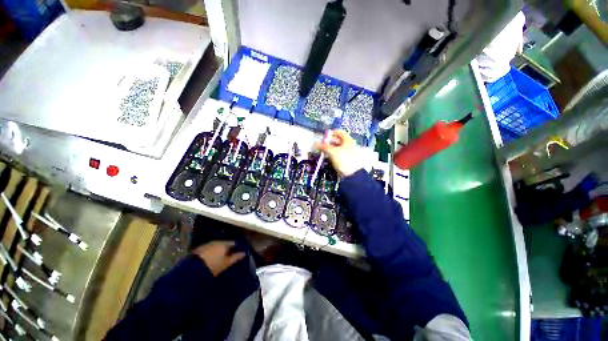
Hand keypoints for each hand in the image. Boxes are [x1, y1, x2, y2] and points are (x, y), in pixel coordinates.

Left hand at [192, 241, 245, 276]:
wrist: (191, 271)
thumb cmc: (213, 267)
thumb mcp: (226, 263)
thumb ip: (236, 257)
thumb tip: (244, 252)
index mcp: (224, 243)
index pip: (234, 243)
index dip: (238, 247)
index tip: (240, 252)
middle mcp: (216, 241)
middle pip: (225, 243)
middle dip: (228, 248)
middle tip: (231, 255)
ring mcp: (207, 244)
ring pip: (217, 246)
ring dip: (220, 250)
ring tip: (221, 257)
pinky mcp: (199, 249)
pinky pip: (209, 249)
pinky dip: (212, 252)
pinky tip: (212, 258)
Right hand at [314, 130, 361, 176]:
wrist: (352, 174)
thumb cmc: (344, 160)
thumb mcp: (333, 152)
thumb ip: (324, 147)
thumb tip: (316, 144)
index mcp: (348, 140)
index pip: (339, 132)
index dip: (331, 133)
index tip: (324, 136)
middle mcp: (348, 145)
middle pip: (337, 140)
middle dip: (329, 142)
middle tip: (322, 144)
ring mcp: (347, 153)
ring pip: (337, 148)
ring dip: (329, 148)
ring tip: (323, 150)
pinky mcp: (345, 159)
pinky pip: (337, 154)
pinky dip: (332, 154)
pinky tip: (327, 156)